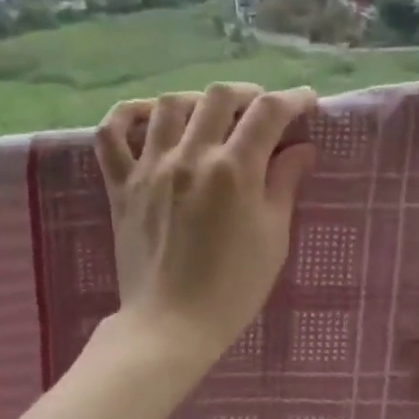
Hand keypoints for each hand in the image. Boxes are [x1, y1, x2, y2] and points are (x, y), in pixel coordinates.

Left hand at [95, 83, 317, 370]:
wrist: (172, 324)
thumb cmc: (234, 288)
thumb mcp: (273, 237)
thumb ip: (285, 184)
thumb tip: (301, 149)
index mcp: (234, 170)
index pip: (268, 112)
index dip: (293, 99)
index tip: (307, 103)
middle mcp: (190, 157)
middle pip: (219, 97)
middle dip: (248, 94)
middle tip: (263, 111)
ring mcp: (150, 168)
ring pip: (168, 104)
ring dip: (197, 100)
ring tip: (212, 116)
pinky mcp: (121, 185)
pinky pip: (111, 135)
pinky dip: (128, 115)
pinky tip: (148, 117)